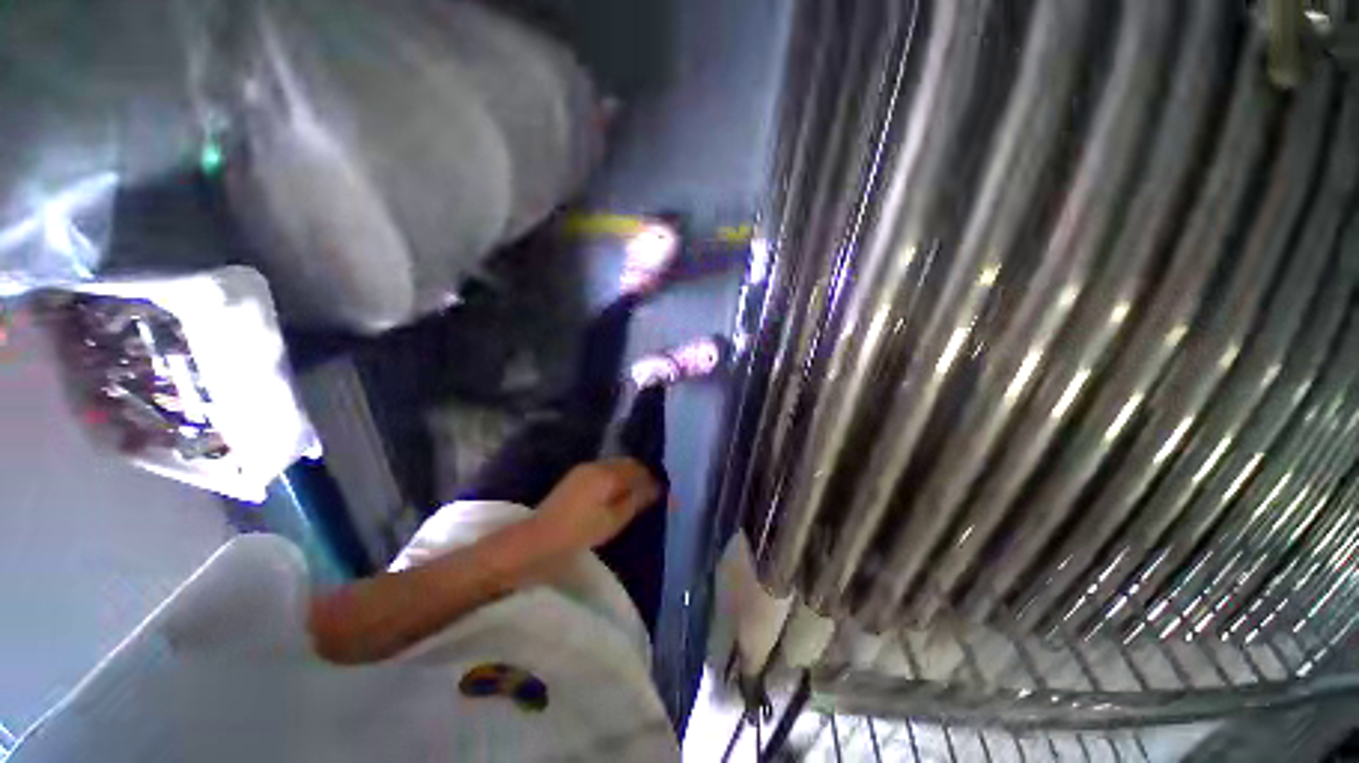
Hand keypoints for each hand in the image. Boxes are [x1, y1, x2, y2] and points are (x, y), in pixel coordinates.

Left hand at [534, 458, 661, 550]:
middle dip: (640, 475)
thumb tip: (656, 488)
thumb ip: (636, 500)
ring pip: (614, 465)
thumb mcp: (614, 520)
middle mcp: (597, 465)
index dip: (652, 479)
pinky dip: (614, 477)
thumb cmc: (580, 532)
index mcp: (608, 474)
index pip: (638, 469)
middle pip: (627, 463)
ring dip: (627, 476)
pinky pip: (603, 470)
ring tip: (633, 496)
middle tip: (648, 494)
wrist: (539, 539)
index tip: (661, 493)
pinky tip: (614, 494)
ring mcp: (584, 469)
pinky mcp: (575, 476)